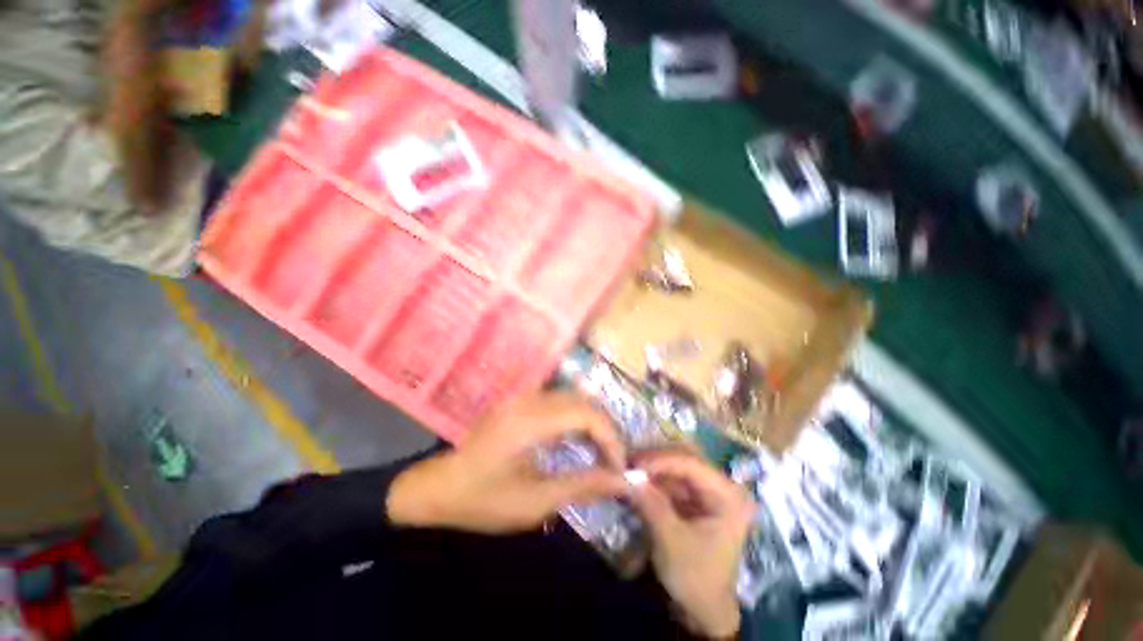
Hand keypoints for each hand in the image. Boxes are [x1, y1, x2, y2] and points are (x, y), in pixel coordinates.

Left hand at [387, 393, 627, 533]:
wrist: (439, 487)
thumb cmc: (483, 499)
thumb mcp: (534, 502)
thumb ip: (581, 486)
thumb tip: (621, 481)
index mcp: (530, 421)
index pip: (586, 413)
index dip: (611, 436)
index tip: (619, 466)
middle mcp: (530, 400)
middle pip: (583, 401)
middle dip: (606, 428)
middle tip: (614, 460)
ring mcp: (523, 397)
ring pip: (573, 398)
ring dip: (592, 422)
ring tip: (600, 452)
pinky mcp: (520, 402)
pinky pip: (559, 402)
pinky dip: (577, 418)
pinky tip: (578, 440)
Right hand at [629, 451, 755, 638]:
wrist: (703, 610)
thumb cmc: (695, 577)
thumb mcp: (671, 541)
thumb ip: (651, 504)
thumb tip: (628, 475)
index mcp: (729, 496)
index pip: (692, 464)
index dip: (661, 460)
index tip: (633, 463)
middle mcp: (722, 487)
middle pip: (685, 459)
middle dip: (656, 460)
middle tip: (629, 462)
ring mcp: (709, 492)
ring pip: (677, 466)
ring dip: (653, 467)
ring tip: (629, 468)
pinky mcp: (696, 499)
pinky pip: (673, 480)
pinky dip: (655, 479)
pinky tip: (638, 480)